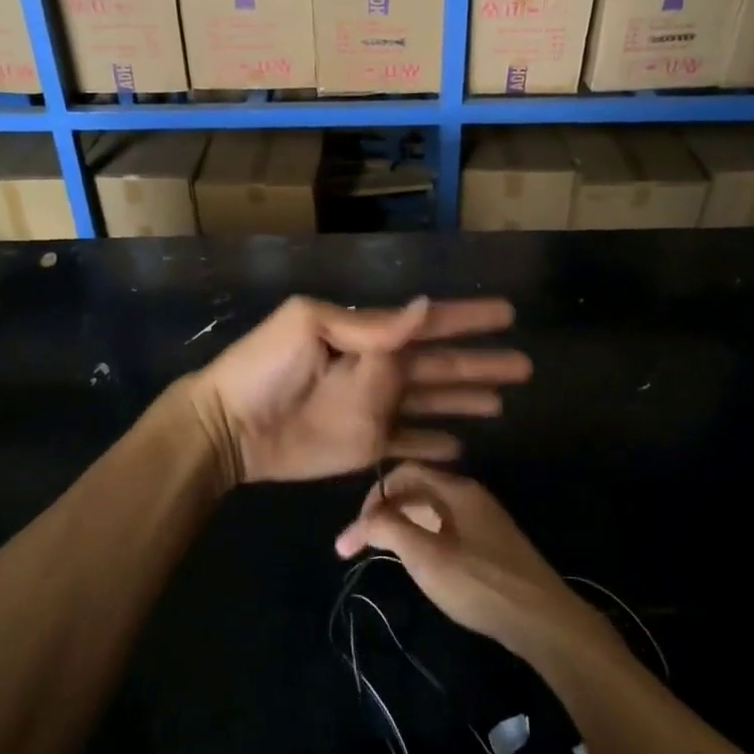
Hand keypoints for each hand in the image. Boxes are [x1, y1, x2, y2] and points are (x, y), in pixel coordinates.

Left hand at [189, 296, 530, 485]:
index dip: (468, 318)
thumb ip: (368, 325)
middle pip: (443, 366)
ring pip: (434, 402)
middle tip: (524, 365)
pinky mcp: (367, 447)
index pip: (430, 324)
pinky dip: (435, 445)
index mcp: (369, 337)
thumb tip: (424, 307)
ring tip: (503, 402)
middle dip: (481, 363)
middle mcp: (381, 371)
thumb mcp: (309, 326)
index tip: (507, 312)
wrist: (229, 426)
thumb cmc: (264, 367)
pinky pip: (410, 445)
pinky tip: (462, 446)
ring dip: (466, 399)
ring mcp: (376, 410)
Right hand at [333, 463, 619, 665]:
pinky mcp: (492, 543)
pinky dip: (423, 536)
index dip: (373, 497)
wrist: (544, 620)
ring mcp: (484, 519)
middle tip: (360, 545)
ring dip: (402, 524)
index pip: (404, 473)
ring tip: (381, 552)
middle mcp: (471, 495)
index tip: (354, 533)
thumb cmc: (480, 584)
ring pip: (432, 509)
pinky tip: (418, 562)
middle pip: (417, 489)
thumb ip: (391, 529)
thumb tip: (364, 518)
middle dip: (384, 512)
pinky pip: (447, 526)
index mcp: (457, 489)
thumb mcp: (427, 557)